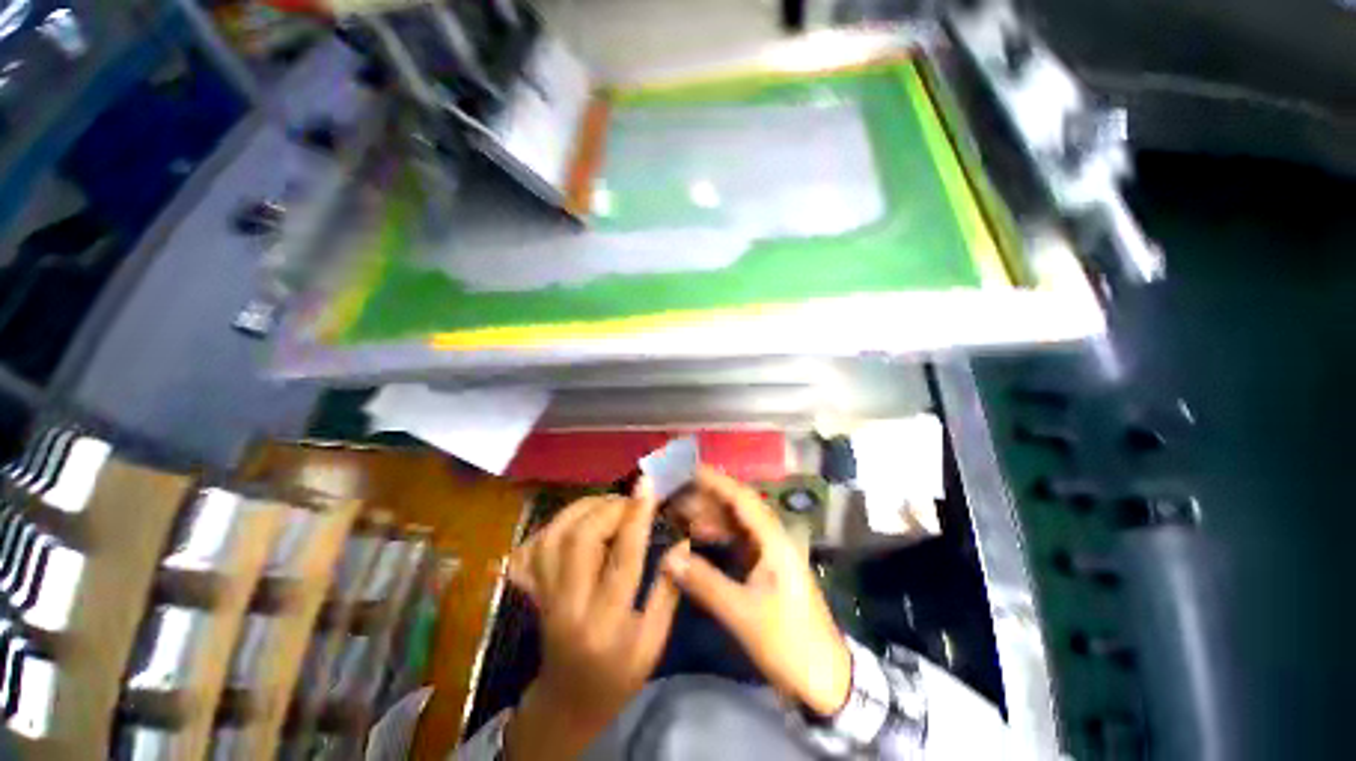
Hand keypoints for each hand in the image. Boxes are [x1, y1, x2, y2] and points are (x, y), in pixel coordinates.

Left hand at [504, 480, 681, 758]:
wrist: (567, 702)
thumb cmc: (618, 676)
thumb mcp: (653, 643)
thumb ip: (668, 590)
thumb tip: (681, 541)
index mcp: (606, 623)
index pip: (623, 558)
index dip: (636, 517)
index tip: (647, 486)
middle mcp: (568, 606)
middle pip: (579, 540)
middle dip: (608, 509)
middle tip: (630, 502)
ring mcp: (543, 597)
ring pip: (552, 537)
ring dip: (582, 509)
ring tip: (607, 504)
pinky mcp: (531, 591)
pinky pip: (532, 547)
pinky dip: (554, 524)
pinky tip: (576, 520)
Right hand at [661, 466, 851, 716]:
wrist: (825, 679)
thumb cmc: (789, 642)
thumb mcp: (744, 614)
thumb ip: (706, 583)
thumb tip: (669, 557)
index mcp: (774, 540)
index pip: (742, 499)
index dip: (715, 481)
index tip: (688, 469)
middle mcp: (772, 538)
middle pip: (736, 507)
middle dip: (706, 497)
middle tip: (674, 491)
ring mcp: (769, 553)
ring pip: (734, 524)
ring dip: (708, 516)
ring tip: (678, 510)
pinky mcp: (764, 568)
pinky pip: (736, 542)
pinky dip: (715, 536)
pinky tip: (695, 536)